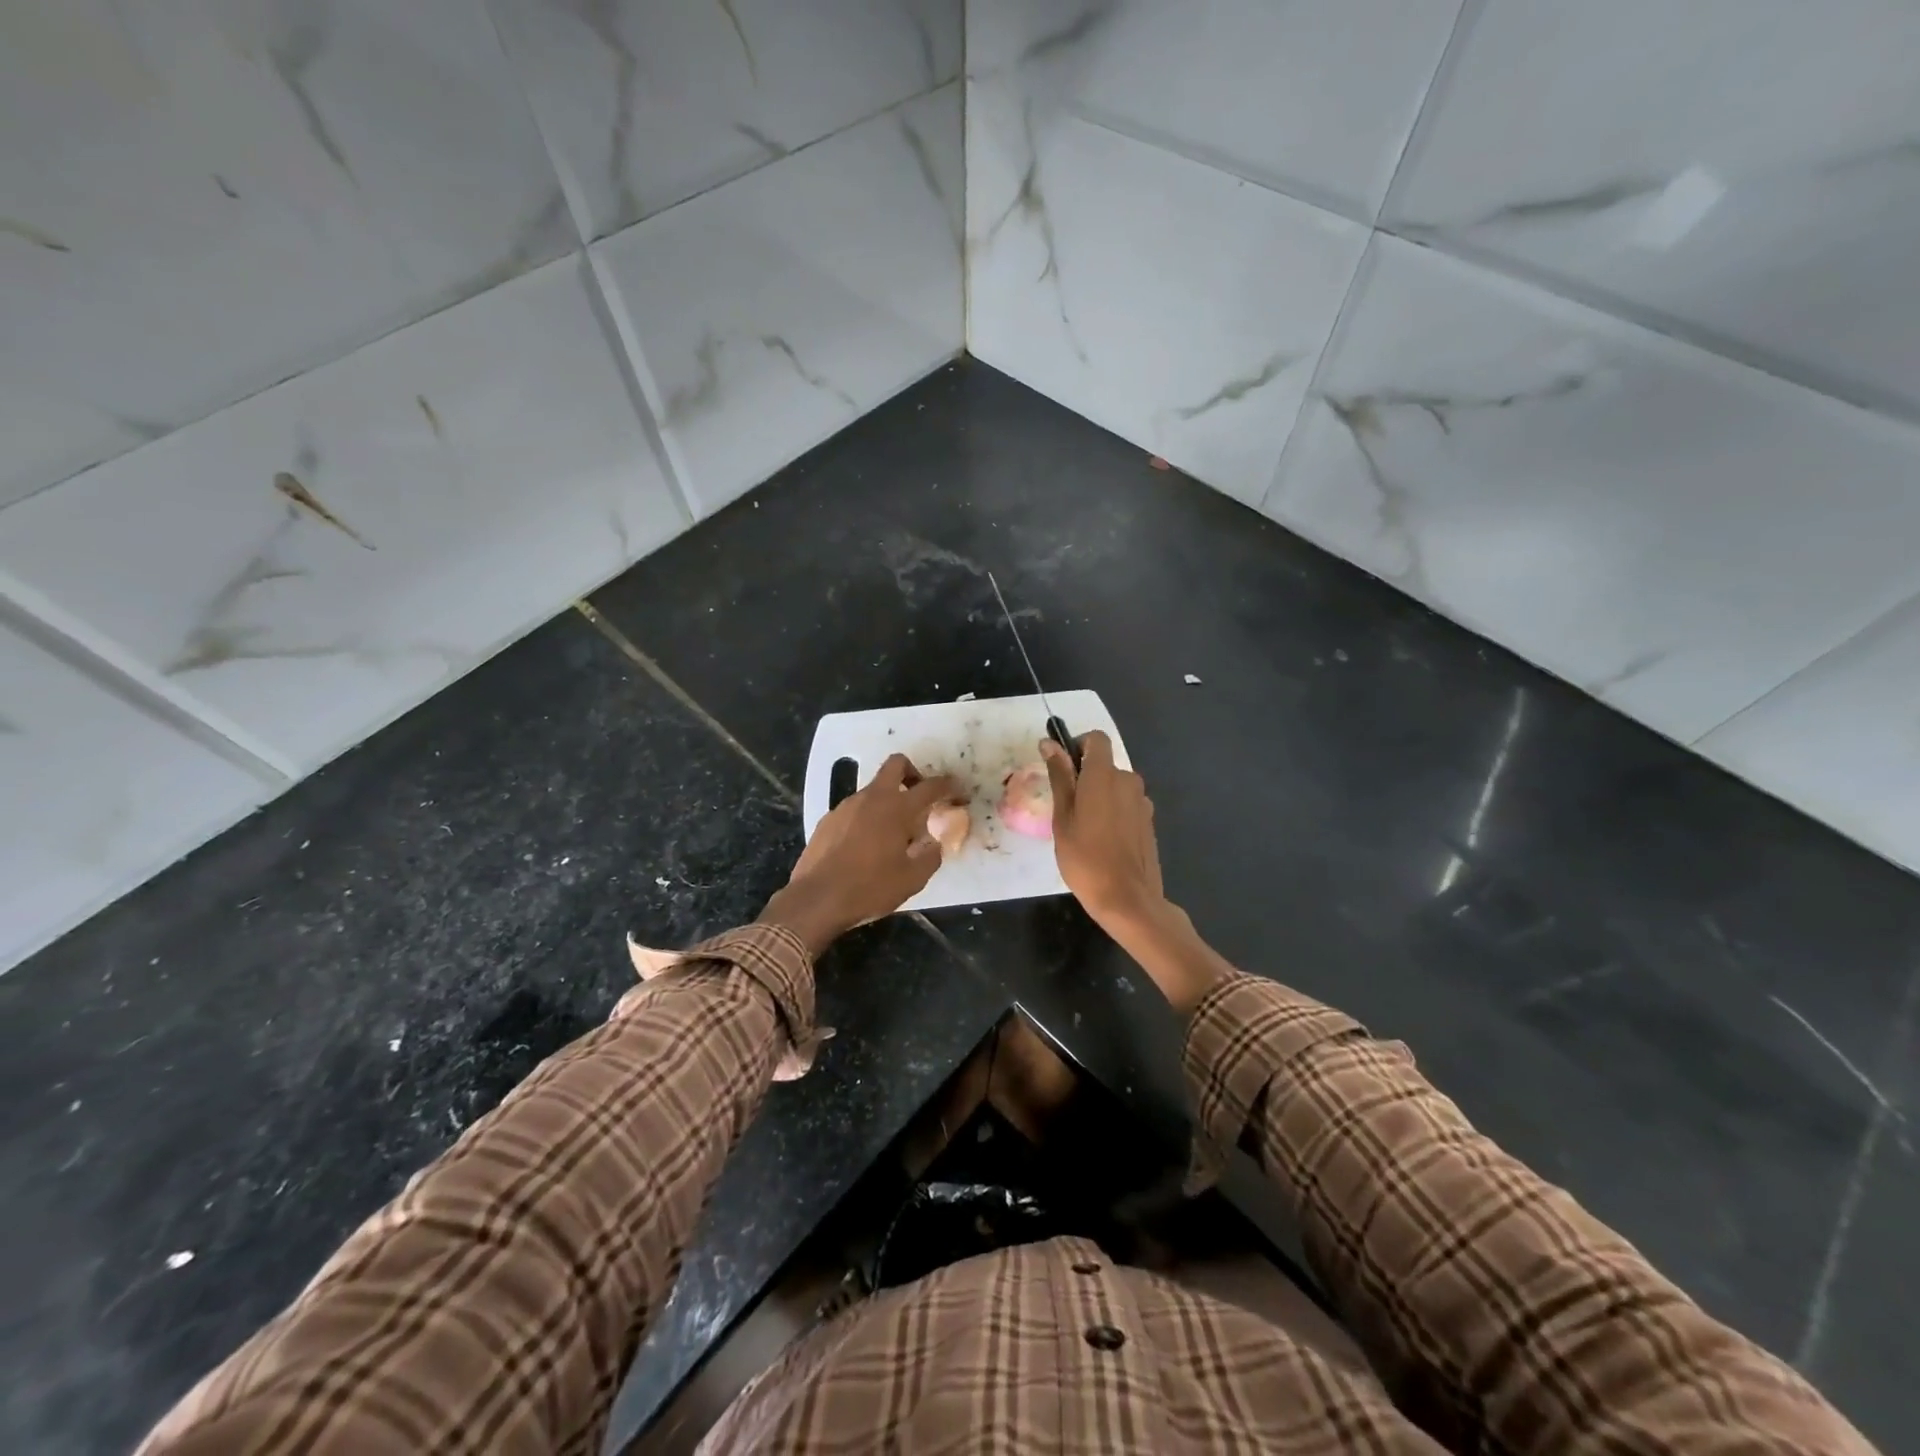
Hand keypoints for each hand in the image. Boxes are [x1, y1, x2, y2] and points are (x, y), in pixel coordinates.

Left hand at [761, 754, 961, 954]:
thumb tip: (935, 844)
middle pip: (896, 765)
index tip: (958, 793)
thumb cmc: (869, 888)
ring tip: (893, 833)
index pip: (930, 787)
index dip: (948, 786)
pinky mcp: (828, 819)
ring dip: (888, 800)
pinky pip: (855, 809)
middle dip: (913, 773)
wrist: (816, 900)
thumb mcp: (912, 879)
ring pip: (873, 789)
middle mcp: (871, 798)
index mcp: (897, 809)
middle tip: (920, 798)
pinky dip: (868, 817)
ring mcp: (846, 806)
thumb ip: (930, 856)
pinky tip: (866, 845)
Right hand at [1040, 731, 1164, 929]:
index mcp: (1104, 776)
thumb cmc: (1085, 859)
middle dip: (1085, 778)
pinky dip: (1113, 813)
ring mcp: (1142, 802)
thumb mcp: (1062, 818)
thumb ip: (1059, 777)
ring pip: (1115, 787)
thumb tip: (1050, 744)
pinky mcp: (1149, 822)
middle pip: (1105, 765)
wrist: (1127, 899)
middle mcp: (1128, 781)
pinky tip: (1103, 842)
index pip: (1096, 739)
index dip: (1078, 745)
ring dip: (1099, 797)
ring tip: (1083, 830)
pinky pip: (1126, 805)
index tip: (1063, 768)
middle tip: (1066, 809)